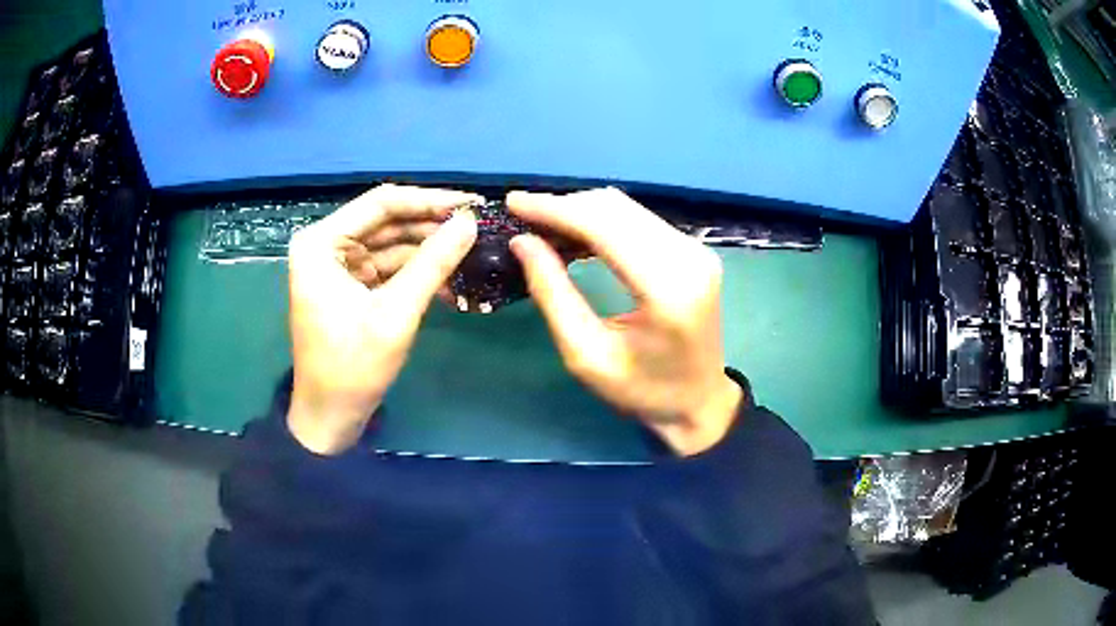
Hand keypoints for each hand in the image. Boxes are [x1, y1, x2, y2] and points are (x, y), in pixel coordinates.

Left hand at [286, 184, 479, 454]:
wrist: (330, 417)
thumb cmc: (352, 368)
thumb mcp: (395, 313)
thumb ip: (433, 263)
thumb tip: (470, 222)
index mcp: (321, 243)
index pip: (381, 204)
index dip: (429, 201)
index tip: (473, 203)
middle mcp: (327, 245)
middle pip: (388, 221)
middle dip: (432, 226)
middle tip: (480, 227)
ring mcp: (339, 265)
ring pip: (392, 243)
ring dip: (429, 250)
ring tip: (474, 251)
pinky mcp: (352, 285)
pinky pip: (390, 267)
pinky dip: (418, 271)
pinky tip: (452, 278)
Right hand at [507, 188, 742, 456]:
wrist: (699, 401)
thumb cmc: (642, 391)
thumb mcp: (586, 355)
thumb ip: (553, 294)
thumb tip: (522, 242)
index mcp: (667, 289)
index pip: (604, 226)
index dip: (555, 209)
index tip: (513, 203)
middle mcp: (688, 258)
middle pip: (615, 208)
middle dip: (564, 207)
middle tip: (523, 218)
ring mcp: (695, 250)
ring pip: (627, 209)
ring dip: (581, 211)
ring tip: (543, 227)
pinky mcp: (693, 251)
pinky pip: (639, 220)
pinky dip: (602, 222)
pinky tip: (576, 236)